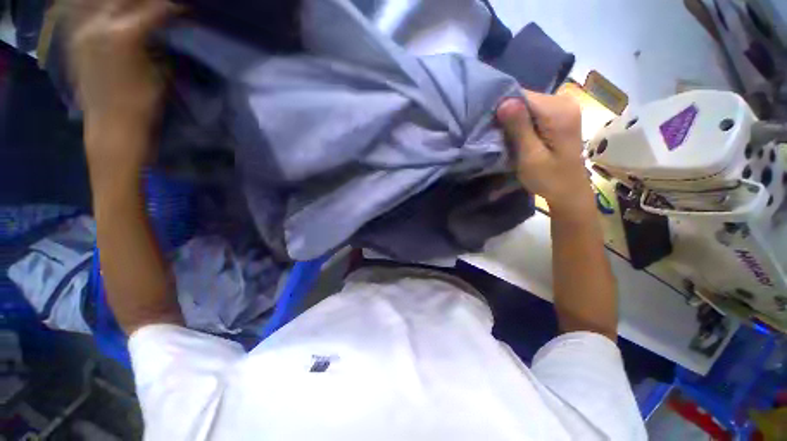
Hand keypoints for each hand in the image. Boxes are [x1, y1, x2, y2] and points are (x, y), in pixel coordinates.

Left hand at [68, 0, 172, 172]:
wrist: (110, 127)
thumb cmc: (142, 106)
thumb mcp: (160, 74)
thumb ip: (159, 44)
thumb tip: (162, 28)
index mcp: (124, 34)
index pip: (152, 8)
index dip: (170, 8)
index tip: (183, 10)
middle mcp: (98, 25)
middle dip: (144, 2)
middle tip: (158, 6)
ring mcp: (83, 32)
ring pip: (103, 3)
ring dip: (121, 5)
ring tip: (135, 9)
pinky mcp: (76, 41)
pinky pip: (86, 13)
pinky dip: (100, 10)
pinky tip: (111, 14)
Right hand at [496, 91, 593, 216]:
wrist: (568, 192)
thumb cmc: (548, 178)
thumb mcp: (530, 156)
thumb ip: (519, 128)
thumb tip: (504, 101)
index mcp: (558, 111)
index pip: (522, 96)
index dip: (502, 108)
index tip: (489, 126)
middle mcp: (564, 102)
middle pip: (525, 99)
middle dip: (507, 114)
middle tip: (494, 135)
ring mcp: (563, 107)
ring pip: (527, 105)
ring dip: (512, 119)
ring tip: (502, 136)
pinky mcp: (559, 115)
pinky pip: (533, 111)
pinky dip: (521, 122)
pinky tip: (515, 135)